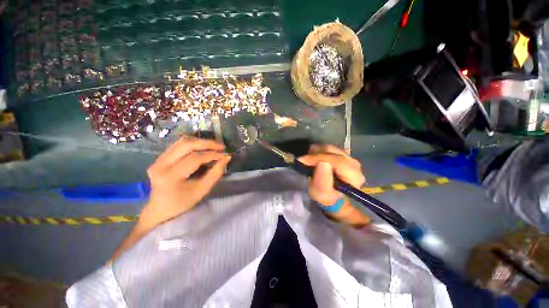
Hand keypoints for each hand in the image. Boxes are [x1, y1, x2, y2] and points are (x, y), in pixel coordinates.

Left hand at [140, 135, 230, 227]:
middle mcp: (161, 164)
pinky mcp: (159, 158)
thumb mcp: (203, 189)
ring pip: (182, 141)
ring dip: (200, 141)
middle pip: (186, 145)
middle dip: (207, 143)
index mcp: (170, 176)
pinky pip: (178, 145)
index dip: (212, 154)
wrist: (161, 208)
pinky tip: (202, 148)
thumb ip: (216, 172)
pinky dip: (193, 144)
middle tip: (221, 146)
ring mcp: (158, 159)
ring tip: (214, 146)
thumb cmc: (183, 202)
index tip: (225, 154)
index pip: (195, 158)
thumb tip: (227, 157)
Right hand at [298, 144, 365, 205]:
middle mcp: (354, 164)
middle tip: (303, 161)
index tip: (303, 161)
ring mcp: (348, 157)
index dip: (319, 158)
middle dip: (315, 155)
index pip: (337, 161)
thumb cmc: (327, 197)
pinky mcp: (342, 154)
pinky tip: (313, 158)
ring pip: (329, 148)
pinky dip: (318, 151)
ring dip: (316, 153)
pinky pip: (328, 148)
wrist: (331, 195)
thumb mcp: (322, 194)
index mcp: (354, 176)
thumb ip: (322, 182)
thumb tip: (322, 163)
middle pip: (333, 151)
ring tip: (308, 161)